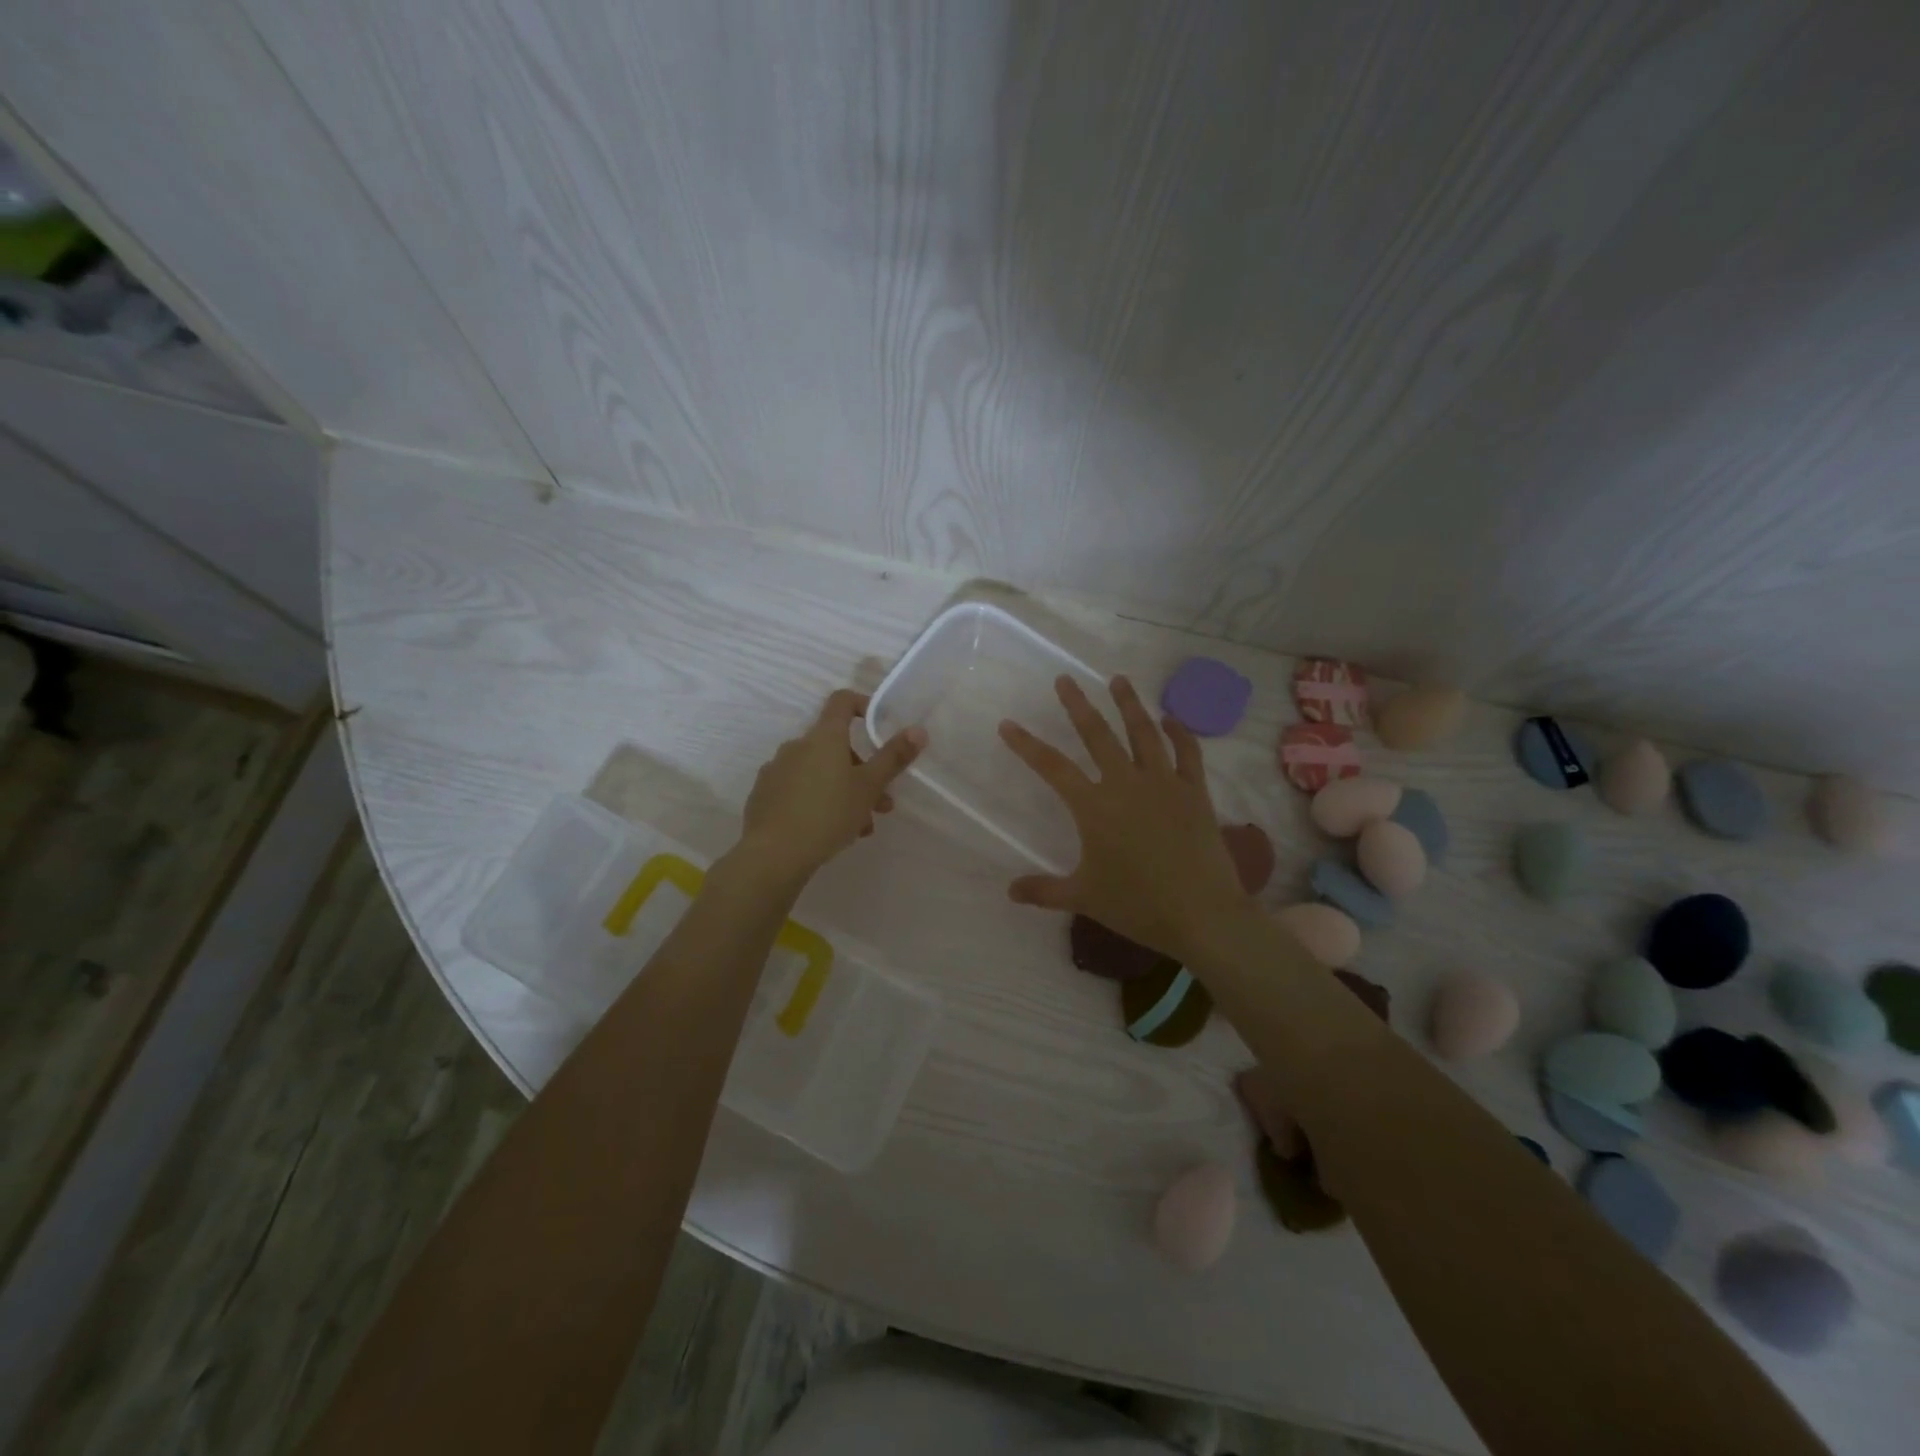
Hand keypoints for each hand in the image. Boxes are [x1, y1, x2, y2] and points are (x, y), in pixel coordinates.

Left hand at [735, 689, 925, 883]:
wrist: (772, 854)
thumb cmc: (828, 814)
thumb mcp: (869, 787)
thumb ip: (893, 757)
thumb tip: (918, 730)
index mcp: (824, 737)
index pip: (842, 701)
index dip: (863, 706)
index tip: (880, 727)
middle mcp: (797, 745)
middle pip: (835, 745)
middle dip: (862, 771)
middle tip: (880, 803)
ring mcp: (777, 770)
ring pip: (820, 773)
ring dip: (844, 792)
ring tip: (860, 827)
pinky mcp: (764, 795)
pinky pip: (799, 790)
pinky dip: (818, 802)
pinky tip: (829, 832)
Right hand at [998, 675, 1253, 967]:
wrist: (1202, 914)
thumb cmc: (1137, 905)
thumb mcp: (1083, 898)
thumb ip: (1044, 890)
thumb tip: (1009, 892)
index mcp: (1094, 806)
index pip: (1052, 767)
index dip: (1026, 745)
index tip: (1008, 724)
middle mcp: (1127, 784)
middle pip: (1097, 734)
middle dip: (1078, 705)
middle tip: (1065, 679)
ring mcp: (1165, 783)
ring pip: (1144, 732)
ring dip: (1129, 704)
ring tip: (1118, 680)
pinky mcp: (1196, 792)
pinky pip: (1188, 753)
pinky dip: (1180, 732)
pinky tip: (1170, 718)